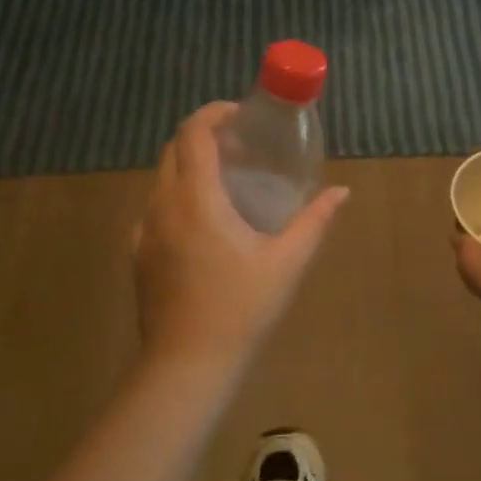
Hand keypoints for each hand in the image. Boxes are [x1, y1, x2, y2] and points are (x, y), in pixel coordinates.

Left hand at [133, 102, 349, 375]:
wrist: (186, 368)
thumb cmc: (241, 310)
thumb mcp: (287, 263)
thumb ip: (315, 221)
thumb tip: (341, 192)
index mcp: (196, 199)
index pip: (193, 134)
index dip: (214, 113)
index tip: (241, 115)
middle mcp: (163, 206)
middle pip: (174, 149)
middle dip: (204, 136)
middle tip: (241, 146)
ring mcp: (145, 231)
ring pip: (161, 177)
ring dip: (190, 164)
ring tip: (226, 180)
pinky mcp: (139, 254)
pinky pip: (155, 206)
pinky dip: (178, 194)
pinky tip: (205, 222)